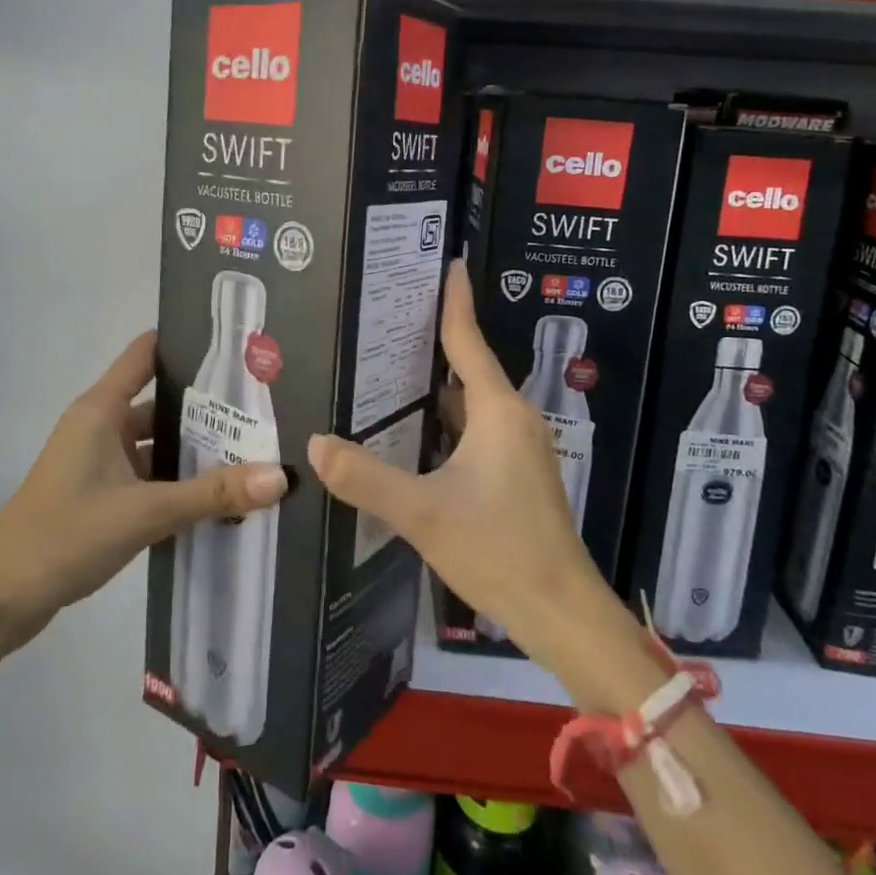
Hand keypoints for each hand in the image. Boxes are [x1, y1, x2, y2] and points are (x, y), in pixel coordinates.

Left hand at [0, 332, 287, 652]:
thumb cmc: (64, 535)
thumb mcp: (144, 511)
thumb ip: (212, 494)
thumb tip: (281, 476)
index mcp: (101, 410)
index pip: (146, 354)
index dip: (186, 342)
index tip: (236, 344)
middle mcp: (100, 427)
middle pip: (161, 403)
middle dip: (208, 407)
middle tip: (265, 406)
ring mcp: (98, 464)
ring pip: (157, 445)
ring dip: (196, 451)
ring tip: (255, 450)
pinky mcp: (100, 498)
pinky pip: (149, 479)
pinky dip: (179, 484)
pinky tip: (220, 497)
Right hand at [306, 261, 620, 689]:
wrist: (561, 612)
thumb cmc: (498, 550)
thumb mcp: (423, 513)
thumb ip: (365, 478)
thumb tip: (314, 444)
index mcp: (497, 411)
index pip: (469, 340)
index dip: (455, 300)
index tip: (448, 262)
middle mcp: (511, 419)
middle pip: (468, 366)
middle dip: (431, 341)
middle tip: (385, 317)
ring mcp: (517, 447)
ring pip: (470, 402)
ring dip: (435, 385)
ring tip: (387, 368)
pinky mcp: (515, 473)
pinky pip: (474, 428)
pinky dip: (444, 418)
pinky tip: (411, 430)